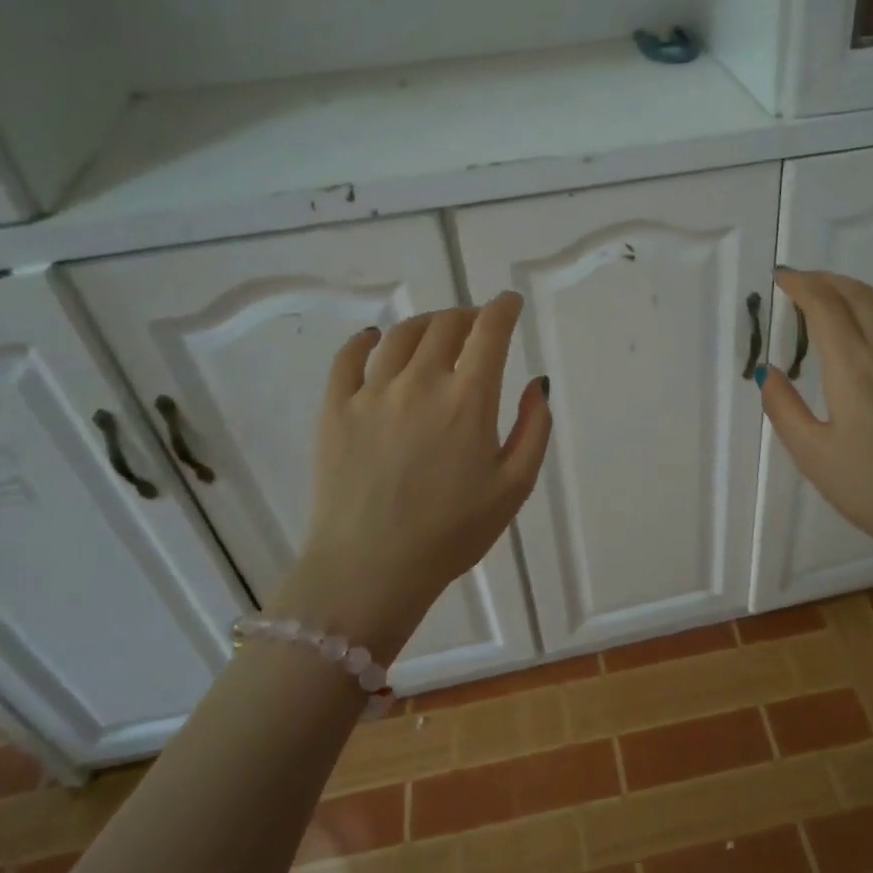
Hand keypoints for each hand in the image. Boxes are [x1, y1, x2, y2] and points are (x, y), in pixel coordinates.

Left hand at [275, 292, 550, 660]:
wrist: (370, 569)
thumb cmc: (452, 533)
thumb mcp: (514, 487)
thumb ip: (534, 428)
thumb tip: (536, 383)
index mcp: (469, 399)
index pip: (489, 331)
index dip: (503, 309)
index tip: (510, 302)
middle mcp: (421, 382)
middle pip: (446, 325)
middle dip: (468, 316)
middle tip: (477, 325)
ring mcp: (372, 392)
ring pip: (401, 334)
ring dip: (426, 323)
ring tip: (436, 331)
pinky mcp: (335, 408)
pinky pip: (348, 357)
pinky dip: (366, 340)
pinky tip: (374, 339)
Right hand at [759, 269, 872, 644]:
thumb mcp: (813, 455)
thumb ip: (784, 408)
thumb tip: (769, 371)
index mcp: (854, 367)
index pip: (825, 305)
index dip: (801, 285)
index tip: (781, 279)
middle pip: (858, 295)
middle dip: (826, 280)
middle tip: (802, 282)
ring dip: (857, 289)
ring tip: (836, 293)